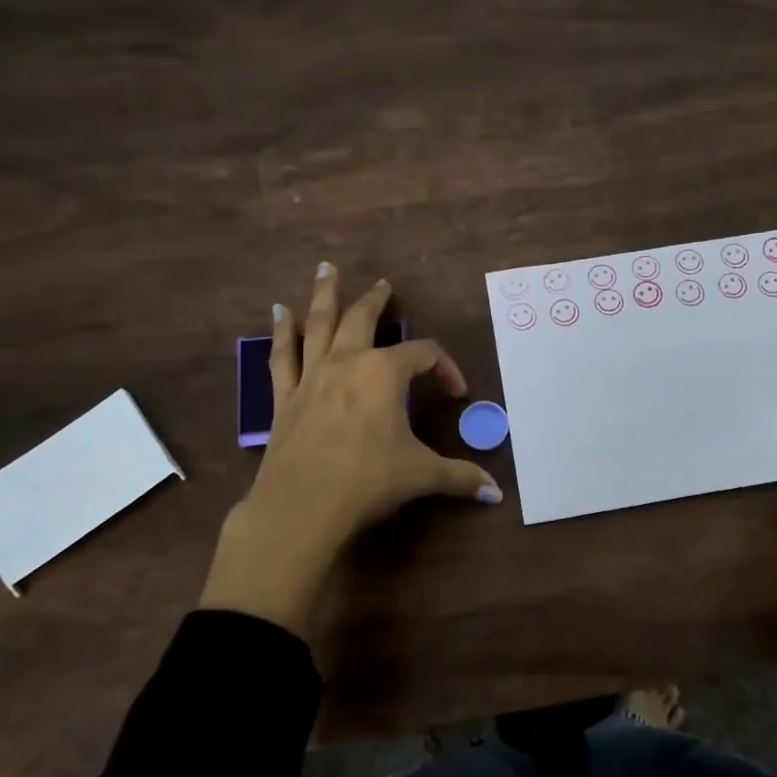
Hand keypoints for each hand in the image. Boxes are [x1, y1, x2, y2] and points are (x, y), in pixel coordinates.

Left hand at [201, 262, 500, 635]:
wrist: (300, 507)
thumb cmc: (367, 481)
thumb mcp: (421, 475)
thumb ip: (460, 478)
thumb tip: (496, 494)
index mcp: (384, 373)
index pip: (424, 355)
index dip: (446, 368)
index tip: (456, 393)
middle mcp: (347, 363)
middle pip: (363, 319)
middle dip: (376, 300)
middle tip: (383, 284)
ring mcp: (311, 376)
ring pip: (319, 324)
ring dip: (324, 295)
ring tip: (326, 270)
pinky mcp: (285, 397)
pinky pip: (283, 356)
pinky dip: (282, 333)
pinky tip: (279, 315)